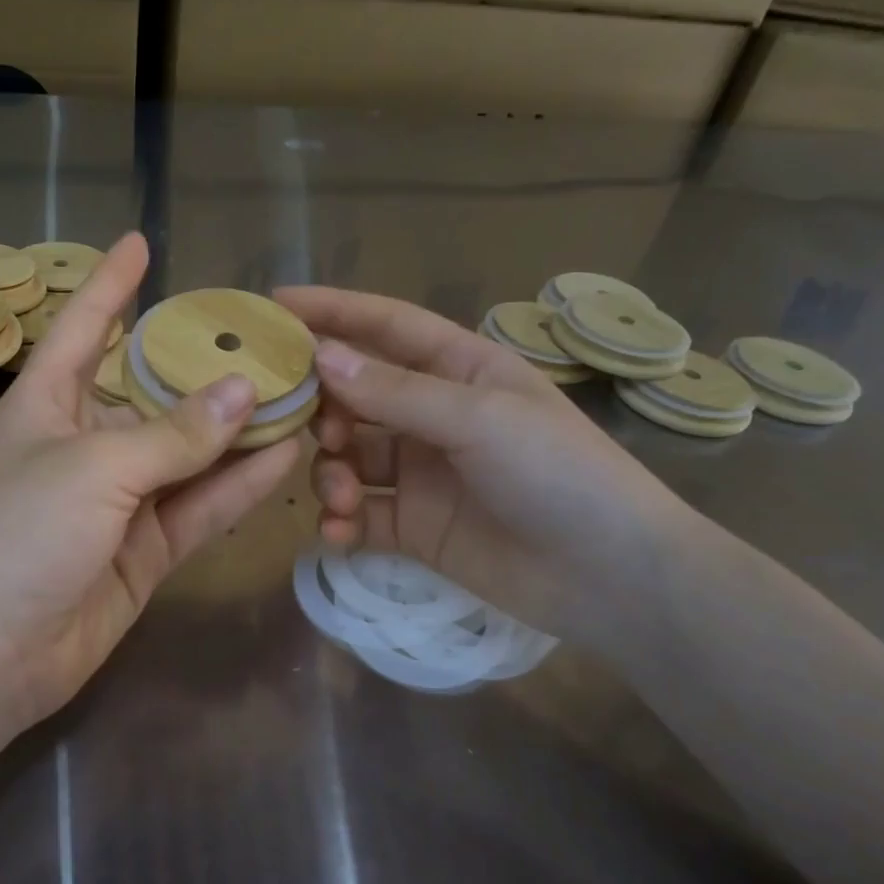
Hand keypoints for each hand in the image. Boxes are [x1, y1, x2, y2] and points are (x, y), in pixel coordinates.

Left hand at [0, 235, 301, 743]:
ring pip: (189, 457)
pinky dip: (239, 487)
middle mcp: (85, 447)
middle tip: (267, 339)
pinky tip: (287, 457)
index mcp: (48, 406)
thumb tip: (245, 392)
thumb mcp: (94, 470)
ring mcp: (119, 504)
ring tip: (298, 395)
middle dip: (203, 369)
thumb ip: (173, 435)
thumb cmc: (18, 537)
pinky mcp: (145, 554)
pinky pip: (199, 509)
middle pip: (152, 395)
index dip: (110, 286)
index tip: (142, 243)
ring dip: (238, 432)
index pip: (82, 329)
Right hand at [274, 287, 695, 646]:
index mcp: (460, 370)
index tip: (274, 306)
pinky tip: (338, 532)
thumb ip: (395, 392)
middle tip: (309, 429)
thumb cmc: (558, 474)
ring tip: (339, 496)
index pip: (386, 327)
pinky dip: (342, 521)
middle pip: (356, 396)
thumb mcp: (479, 418)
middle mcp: (435, 416)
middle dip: (324, 409)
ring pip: (350, 458)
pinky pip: (362, 516)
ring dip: (331, 473)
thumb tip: (321, 358)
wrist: (609, 576)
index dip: (332, 312)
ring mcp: (423, 475)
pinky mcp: (416, 528)